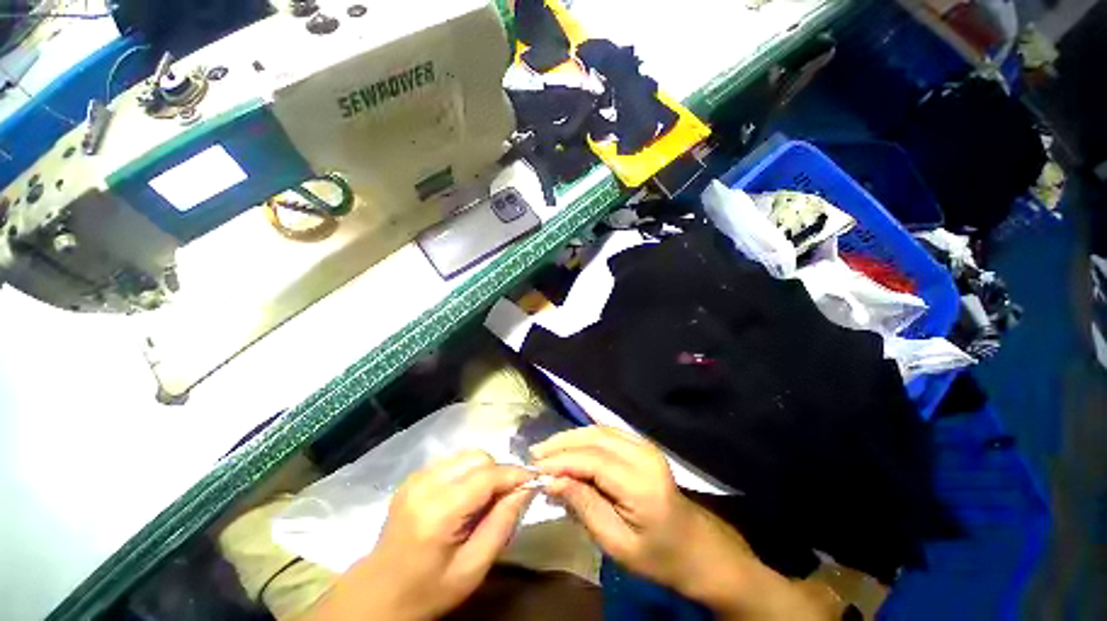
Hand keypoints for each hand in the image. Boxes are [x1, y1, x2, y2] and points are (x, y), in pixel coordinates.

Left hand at [305, 451, 534, 620]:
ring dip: (484, 471)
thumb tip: (526, 488)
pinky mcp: (413, 477)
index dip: (514, 474)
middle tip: (506, 498)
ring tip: (486, 499)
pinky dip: (468, 472)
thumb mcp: (473, 569)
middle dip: (499, 472)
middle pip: (478, 458)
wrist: (378, 594)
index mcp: (438, 512)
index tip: (533, 481)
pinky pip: (453, 461)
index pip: (487, 475)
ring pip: (467, 455)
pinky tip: (466, 496)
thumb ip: (502, 524)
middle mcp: (425, 485)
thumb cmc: (428, 591)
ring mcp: (416, 477)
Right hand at [532, 427, 829, 619]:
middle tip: (536, 455)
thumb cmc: (658, 556)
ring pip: (599, 430)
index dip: (561, 461)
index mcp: (641, 483)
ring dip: (572, 437)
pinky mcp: (643, 446)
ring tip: (548, 450)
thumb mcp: (617, 543)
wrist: (696, 547)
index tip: (535, 469)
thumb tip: (552, 480)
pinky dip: (585, 438)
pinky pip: (608, 433)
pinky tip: (571, 447)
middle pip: (594, 437)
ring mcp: (646, 446)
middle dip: (562, 444)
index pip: (592, 460)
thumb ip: (584, 506)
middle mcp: (644, 455)